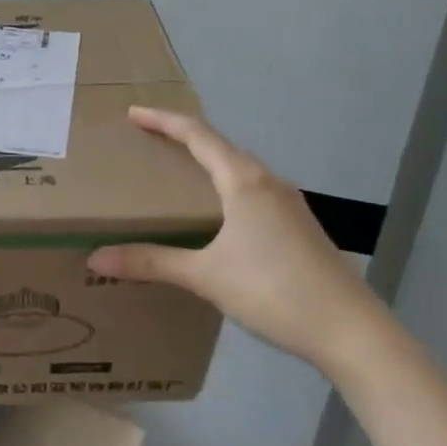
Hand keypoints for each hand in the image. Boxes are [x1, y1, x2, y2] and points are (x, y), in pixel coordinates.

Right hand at [86, 107, 384, 370]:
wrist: (350, 331)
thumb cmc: (273, 291)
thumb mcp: (205, 276)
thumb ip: (151, 263)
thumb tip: (96, 257)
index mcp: (244, 181)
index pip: (197, 135)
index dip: (163, 121)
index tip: (133, 114)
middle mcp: (269, 183)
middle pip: (220, 147)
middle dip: (184, 139)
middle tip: (150, 142)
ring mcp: (289, 205)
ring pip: (241, 169)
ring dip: (208, 163)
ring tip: (179, 175)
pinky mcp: (299, 227)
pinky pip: (253, 191)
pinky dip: (227, 187)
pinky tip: (218, 216)